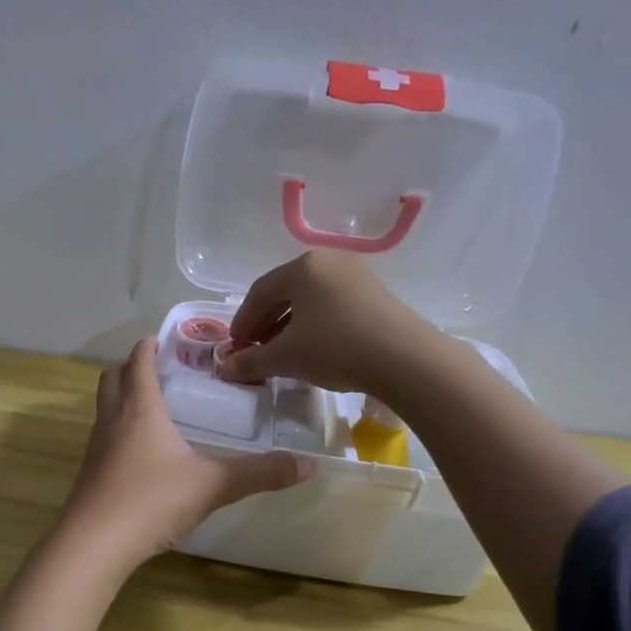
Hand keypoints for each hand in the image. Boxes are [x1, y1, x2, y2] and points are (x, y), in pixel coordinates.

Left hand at [62, 337, 312, 566]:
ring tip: (155, 406)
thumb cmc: (152, 500)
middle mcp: (113, 418)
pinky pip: (104, 435)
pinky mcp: (90, 472)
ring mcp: (97, 445)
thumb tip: (308, 464)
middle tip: (161, 369)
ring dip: (124, 396)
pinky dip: (120, 428)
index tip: (165, 338)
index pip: (138, 360)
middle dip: (132, 366)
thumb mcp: (213, 485)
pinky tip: (143, 451)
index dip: (149, 345)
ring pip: (105, 406)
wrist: (94, 543)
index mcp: (140, 407)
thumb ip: (260, 473)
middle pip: (113, 376)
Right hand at [217, 251, 433, 394]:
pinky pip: (332, 305)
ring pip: (310, 300)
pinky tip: (313, 349)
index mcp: (302, 267)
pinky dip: (315, 325)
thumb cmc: (336, 348)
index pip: (259, 292)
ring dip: (289, 325)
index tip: (234, 347)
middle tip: (254, 350)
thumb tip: (224, 369)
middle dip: (265, 323)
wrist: (406, 360)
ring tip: (281, 352)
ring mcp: (356, 276)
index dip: (242, 321)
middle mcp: (328, 262)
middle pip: (285, 292)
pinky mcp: (375, 294)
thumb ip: (251, 361)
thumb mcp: (287, 357)